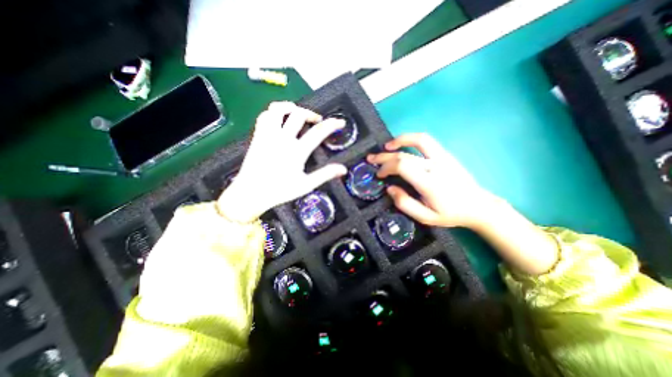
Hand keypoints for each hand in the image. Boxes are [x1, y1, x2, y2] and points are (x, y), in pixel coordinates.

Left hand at [220, 102, 349, 221]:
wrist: (251, 193)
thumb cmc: (279, 191)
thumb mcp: (306, 185)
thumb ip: (325, 174)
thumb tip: (343, 169)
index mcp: (296, 151)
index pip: (318, 132)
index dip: (332, 124)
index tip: (340, 122)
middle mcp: (282, 139)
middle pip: (299, 114)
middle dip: (311, 114)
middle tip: (317, 121)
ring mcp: (268, 135)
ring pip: (278, 109)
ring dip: (291, 107)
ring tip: (298, 113)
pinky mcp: (258, 136)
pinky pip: (265, 116)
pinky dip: (274, 113)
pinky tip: (279, 119)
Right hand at [368, 133, 491, 227]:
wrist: (478, 206)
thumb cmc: (450, 214)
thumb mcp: (425, 217)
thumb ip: (405, 204)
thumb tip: (389, 188)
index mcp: (429, 183)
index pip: (402, 166)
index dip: (386, 167)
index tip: (379, 175)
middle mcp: (435, 166)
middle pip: (404, 154)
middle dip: (384, 156)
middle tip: (371, 159)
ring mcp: (442, 157)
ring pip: (418, 140)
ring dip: (399, 140)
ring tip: (387, 145)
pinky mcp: (446, 154)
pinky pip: (426, 141)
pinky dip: (411, 140)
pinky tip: (402, 145)